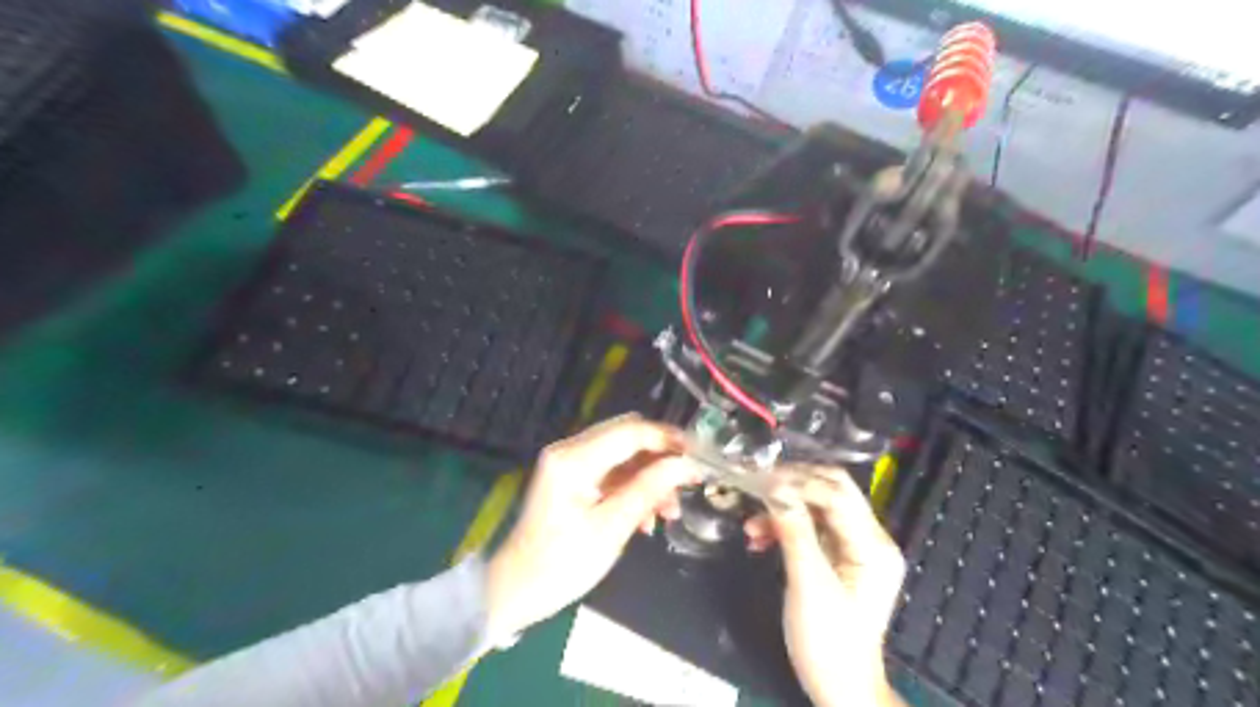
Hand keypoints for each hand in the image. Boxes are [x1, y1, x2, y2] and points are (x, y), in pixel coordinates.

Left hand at [488, 413, 693, 640]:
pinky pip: (613, 471)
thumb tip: (686, 465)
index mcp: (573, 458)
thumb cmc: (561, 564)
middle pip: (628, 436)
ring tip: (669, 512)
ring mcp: (570, 463)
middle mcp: (570, 450)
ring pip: (624, 455)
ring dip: (650, 477)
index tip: (700, 454)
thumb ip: (649, 489)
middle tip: (687, 483)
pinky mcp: (572, 478)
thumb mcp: (611, 528)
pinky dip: (634, 487)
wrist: (515, 589)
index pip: (630, 431)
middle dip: (661, 458)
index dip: (668, 438)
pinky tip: (647, 517)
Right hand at [742, 466, 911, 703]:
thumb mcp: (809, 585)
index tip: (760, 479)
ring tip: (751, 525)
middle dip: (791, 487)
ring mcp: (854, 547)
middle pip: (831, 492)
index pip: (837, 494)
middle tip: (755, 487)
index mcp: (873, 546)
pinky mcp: (837, 556)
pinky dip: (784, 527)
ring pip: (816, 507)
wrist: (839, 688)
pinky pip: (810, 527)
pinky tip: (759, 538)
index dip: (798, 482)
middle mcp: (869, 538)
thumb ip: (795, 532)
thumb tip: (775, 488)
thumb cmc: (828, 642)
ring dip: (783, 510)